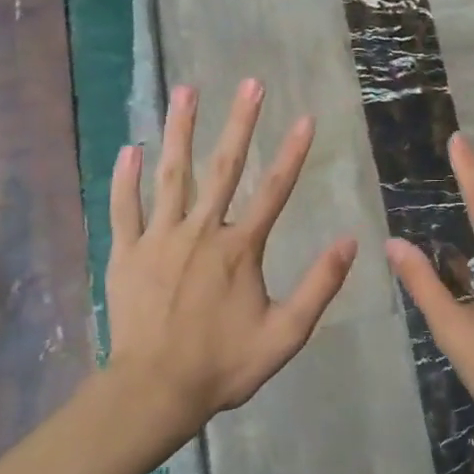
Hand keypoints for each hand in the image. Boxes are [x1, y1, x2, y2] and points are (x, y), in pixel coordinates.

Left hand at [106, 80, 357, 430]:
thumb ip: (319, 286)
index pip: (274, 190)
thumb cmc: (224, 364)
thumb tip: (349, 241)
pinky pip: (124, 208)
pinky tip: (129, 147)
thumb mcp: (286, 334)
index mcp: (240, 249)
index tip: (304, 117)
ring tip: (185, 91)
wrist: (155, 391)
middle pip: (224, 167)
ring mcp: (159, 239)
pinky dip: (124, 178)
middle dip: (239, 122)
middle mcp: (201, 231)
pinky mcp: (127, 253)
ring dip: (179, 131)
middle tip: (250, 83)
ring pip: (171, 175)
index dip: (292, 152)